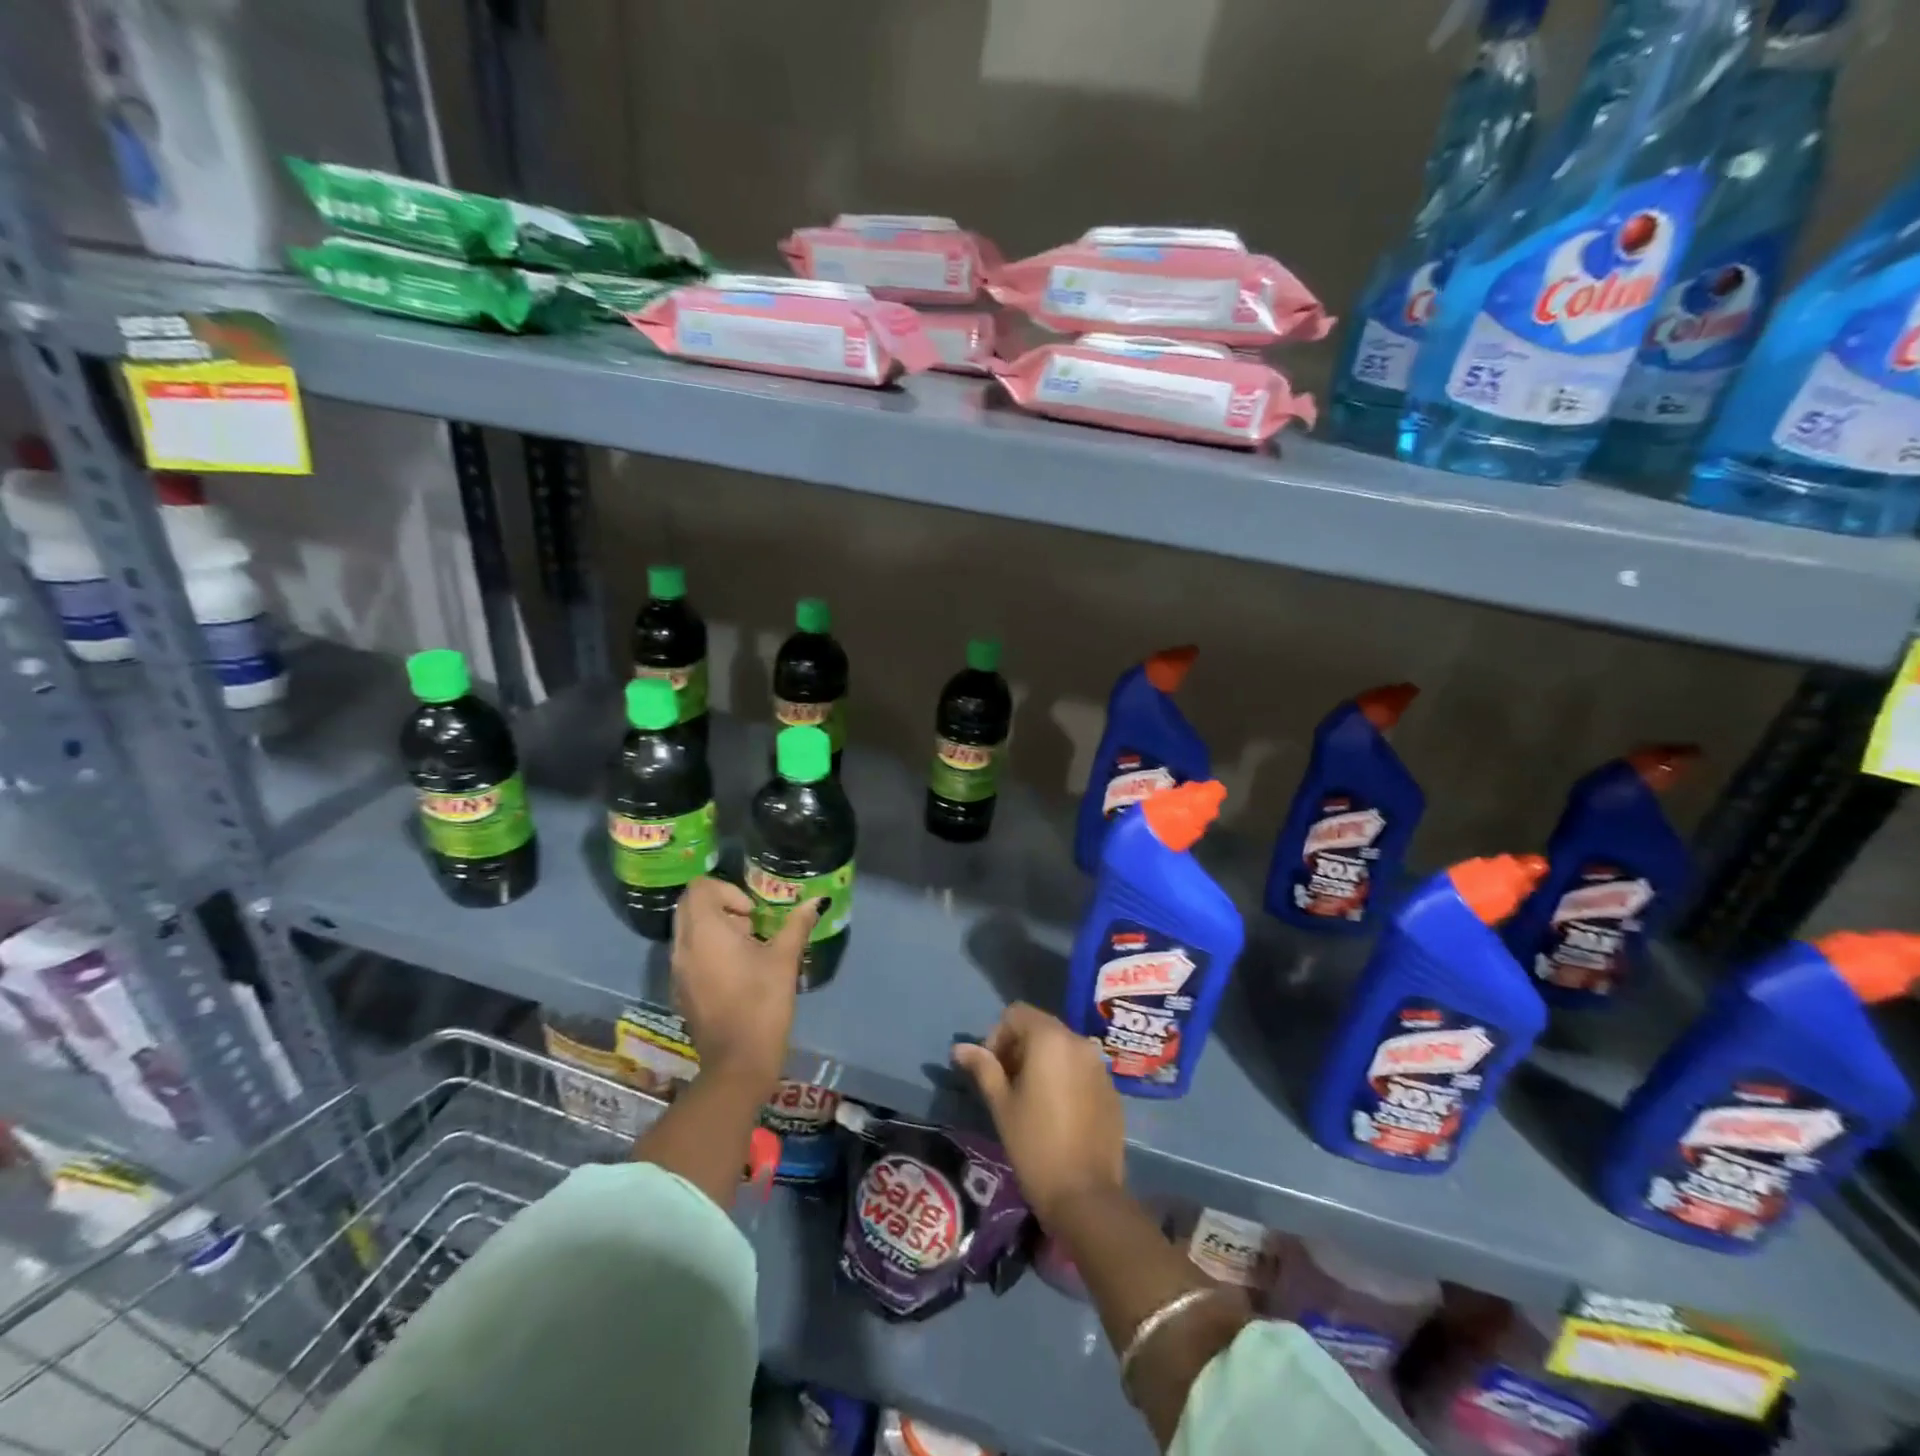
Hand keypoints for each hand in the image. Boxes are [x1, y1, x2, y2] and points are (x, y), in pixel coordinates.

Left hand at [670, 877, 821, 1091]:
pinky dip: (707, 950)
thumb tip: (815, 901)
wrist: (737, 1063)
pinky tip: (736, 972)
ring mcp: (677, 971)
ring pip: (687, 930)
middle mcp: (683, 946)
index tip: (752, 913)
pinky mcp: (680, 990)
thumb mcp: (784, 960)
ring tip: (747, 948)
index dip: (727, 891)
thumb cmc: (762, 1004)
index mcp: (704, 932)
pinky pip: (688, 954)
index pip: (699, 888)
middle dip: (719, 906)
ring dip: (714, 928)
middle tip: (750, 925)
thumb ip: (797, 925)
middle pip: (689, 906)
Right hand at [951, 1002, 1125, 1225]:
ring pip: (1062, 1048)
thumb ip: (983, 1068)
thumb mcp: (1001, 1104)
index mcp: (1050, 1039)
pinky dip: (1064, 1077)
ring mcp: (1099, 1066)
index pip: (1016, 1014)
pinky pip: (1081, 1069)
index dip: (997, 1036)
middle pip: (1041, 1027)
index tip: (991, 1070)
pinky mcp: (1111, 1089)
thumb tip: (960, 1047)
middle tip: (1006, 1084)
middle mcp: (1079, 1042)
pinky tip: (1057, 1112)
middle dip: (1018, 1048)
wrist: (1086, 1195)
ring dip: (1042, 1062)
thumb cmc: (1034, 1144)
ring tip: (1030, 1099)